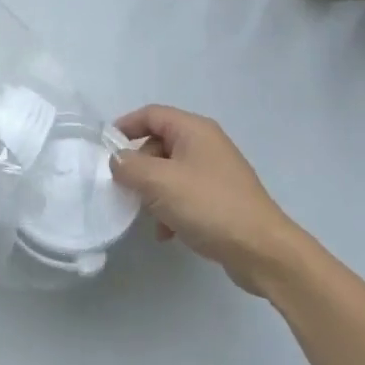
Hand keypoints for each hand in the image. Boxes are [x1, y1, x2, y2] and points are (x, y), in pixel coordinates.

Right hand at [109, 105, 318, 295]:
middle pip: (158, 144)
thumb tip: (117, 160)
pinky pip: (183, 194)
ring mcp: (214, 173)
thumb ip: (129, 167)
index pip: (151, 114)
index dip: (125, 126)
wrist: (261, 250)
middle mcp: (206, 145)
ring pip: (169, 172)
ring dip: (152, 192)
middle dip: (138, 166)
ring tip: (146, 215)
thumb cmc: (209, 206)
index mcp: (194, 130)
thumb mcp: (160, 182)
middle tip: (125, 188)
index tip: (103, 148)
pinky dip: (169, 209)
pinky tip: (166, 233)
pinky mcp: (219, 199)